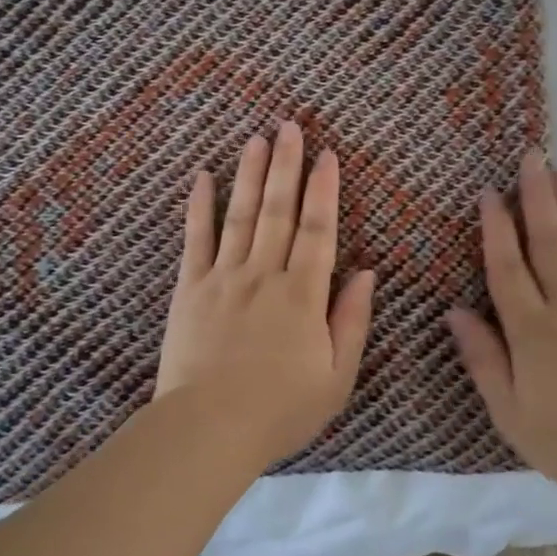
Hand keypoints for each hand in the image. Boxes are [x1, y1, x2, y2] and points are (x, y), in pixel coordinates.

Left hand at [156, 121, 376, 466]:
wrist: (208, 430)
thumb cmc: (281, 409)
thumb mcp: (337, 376)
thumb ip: (352, 320)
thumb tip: (366, 272)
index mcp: (303, 295)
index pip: (319, 230)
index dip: (325, 190)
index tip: (328, 155)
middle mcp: (265, 275)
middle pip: (279, 211)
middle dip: (287, 165)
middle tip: (290, 125)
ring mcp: (224, 278)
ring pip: (240, 215)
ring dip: (250, 174)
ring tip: (256, 138)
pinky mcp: (190, 289)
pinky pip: (195, 240)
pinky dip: (199, 207)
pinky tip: (203, 177)